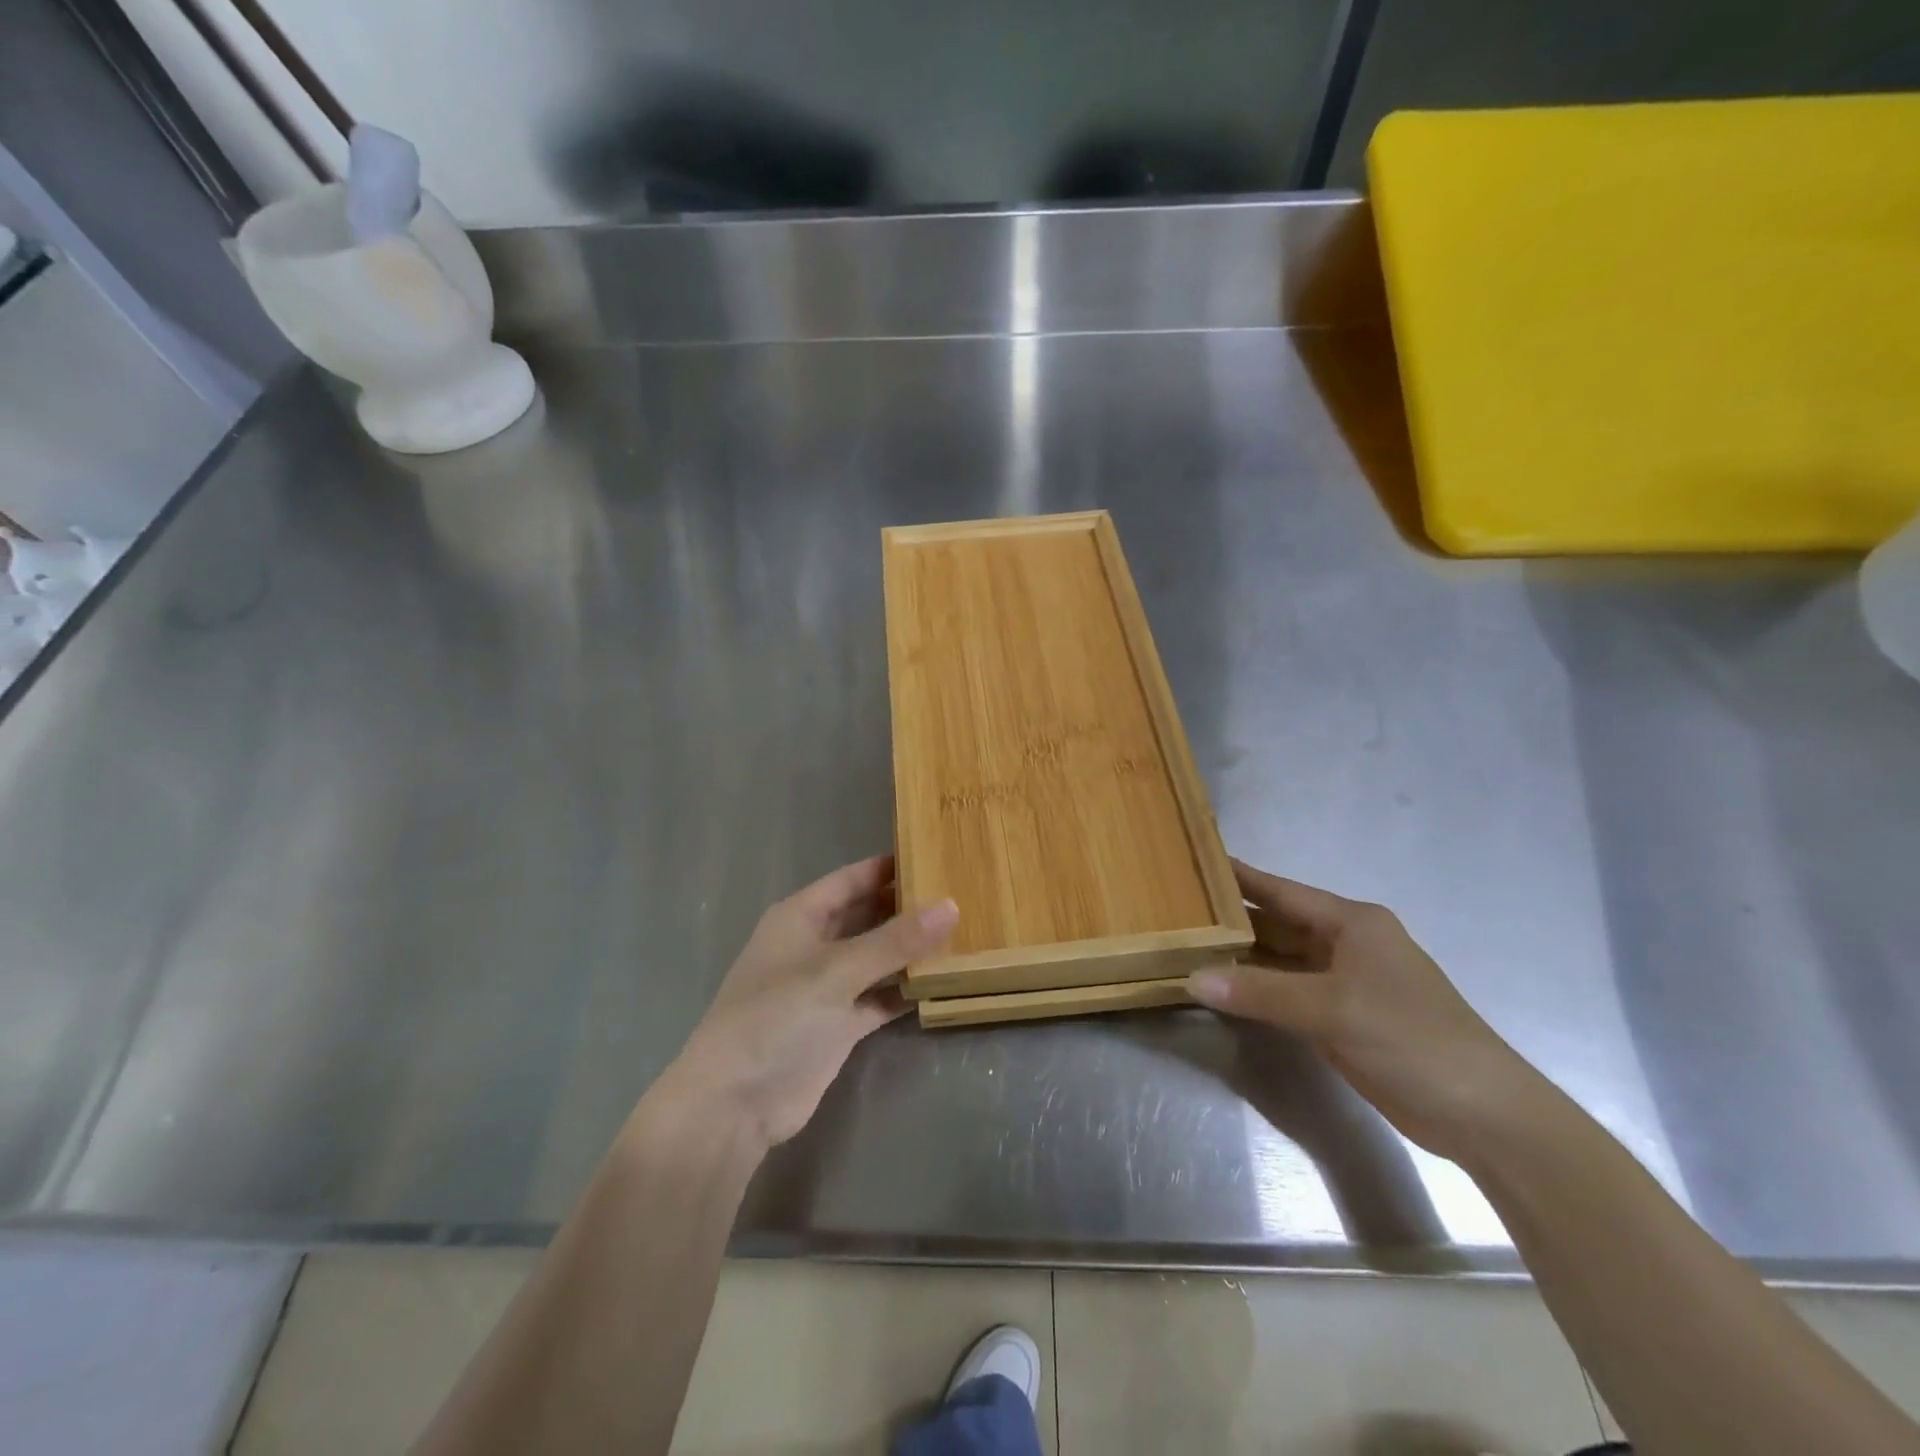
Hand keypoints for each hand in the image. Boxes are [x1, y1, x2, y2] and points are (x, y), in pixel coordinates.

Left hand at [658, 854, 957, 1155]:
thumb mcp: (836, 971)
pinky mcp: (839, 1025)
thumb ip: (895, 940)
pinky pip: (880, 997)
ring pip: (877, 958)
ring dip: (911, 951)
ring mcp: (827, 987)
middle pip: (867, 916)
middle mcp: (814, 945)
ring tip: (964, 933)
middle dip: (907, 908)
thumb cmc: (776, 1018)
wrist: (734, 1105)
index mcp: (801, 917)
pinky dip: (905, 991)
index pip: (852, 879)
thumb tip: (951, 905)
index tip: (936, 855)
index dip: (889, 868)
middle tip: (961, 894)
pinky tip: (944, 982)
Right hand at [1186, 859, 1544, 1161]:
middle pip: (1276, 924)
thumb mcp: (1333, 1008)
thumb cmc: (1412, 1038)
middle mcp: (1343, 945)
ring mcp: (1341, 983)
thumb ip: (1260, 992)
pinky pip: (1285, 994)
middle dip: (1231, 919)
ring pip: (1278, 961)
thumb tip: (1192, 979)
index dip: (1240, 877)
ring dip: (1239, 958)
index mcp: (1351, 923)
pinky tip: (1221, 988)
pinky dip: (1255, 990)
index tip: (1196, 862)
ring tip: (1185, 946)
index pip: (1281, 892)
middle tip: (1176, 911)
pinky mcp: (1338, 1019)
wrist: (1479, 1113)